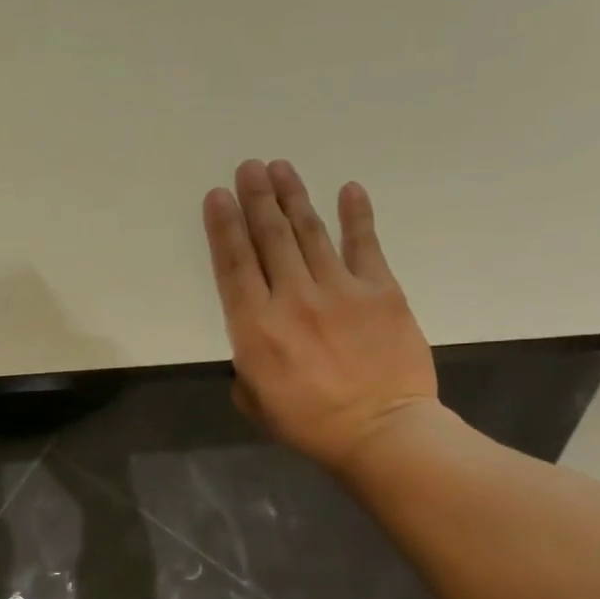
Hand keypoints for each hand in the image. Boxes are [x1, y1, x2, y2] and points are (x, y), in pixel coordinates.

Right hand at [204, 160, 438, 473]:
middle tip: (249, 167)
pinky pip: (365, 245)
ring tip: (281, 168)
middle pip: (270, 238)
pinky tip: (348, 189)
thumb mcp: (254, 399)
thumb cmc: (308, 423)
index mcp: (255, 327)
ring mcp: (339, 290)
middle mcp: (292, 298)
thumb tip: (254, 341)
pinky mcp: (381, 291)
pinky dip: (356, 216)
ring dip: (293, 198)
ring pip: (310, 233)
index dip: (224, 227)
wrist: (381, 431)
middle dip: (256, 199)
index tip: (218, 195)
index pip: (234, 265)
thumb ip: (246, 364)